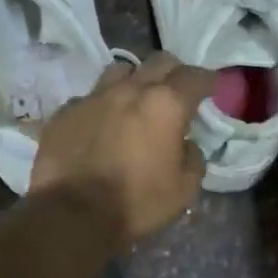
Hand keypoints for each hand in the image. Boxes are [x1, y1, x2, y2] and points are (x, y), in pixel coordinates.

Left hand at [30, 53, 215, 247]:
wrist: (72, 214)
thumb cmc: (135, 204)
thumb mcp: (183, 191)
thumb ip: (192, 159)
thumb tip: (186, 145)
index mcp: (165, 105)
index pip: (195, 77)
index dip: (208, 81)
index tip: (212, 87)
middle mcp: (129, 90)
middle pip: (158, 63)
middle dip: (173, 73)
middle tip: (176, 91)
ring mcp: (92, 97)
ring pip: (120, 71)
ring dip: (134, 81)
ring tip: (135, 100)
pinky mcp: (64, 112)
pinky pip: (88, 98)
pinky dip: (101, 106)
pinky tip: (99, 124)